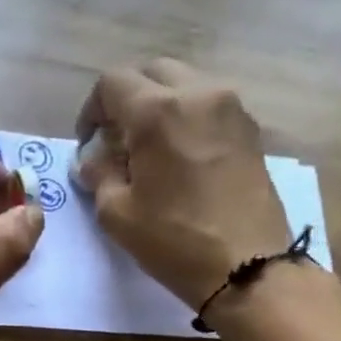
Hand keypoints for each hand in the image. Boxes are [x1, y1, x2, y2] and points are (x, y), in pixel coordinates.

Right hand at [73, 59, 296, 308]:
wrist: (248, 268)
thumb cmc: (175, 242)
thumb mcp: (118, 214)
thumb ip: (99, 174)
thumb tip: (93, 158)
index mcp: (158, 111)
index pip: (112, 83)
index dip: (92, 110)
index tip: (90, 143)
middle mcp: (198, 94)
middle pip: (151, 72)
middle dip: (127, 99)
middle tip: (117, 140)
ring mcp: (231, 108)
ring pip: (184, 84)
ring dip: (160, 105)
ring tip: (150, 149)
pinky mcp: (250, 130)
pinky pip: (209, 106)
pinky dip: (187, 118)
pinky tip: (181, 158)